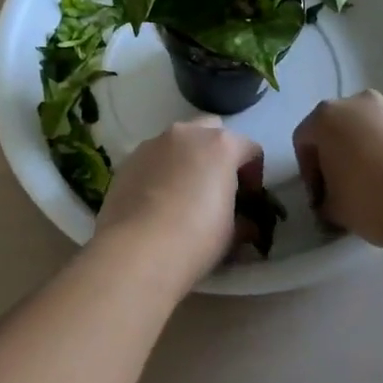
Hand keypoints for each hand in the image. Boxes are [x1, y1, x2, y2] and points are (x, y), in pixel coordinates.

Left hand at [94, 118, 264, 287]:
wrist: (136, 250)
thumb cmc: (195, 239)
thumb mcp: (232, 234)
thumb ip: (242, 220)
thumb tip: (245, 225)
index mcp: (221, 145)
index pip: (250, 149)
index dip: (254, 174)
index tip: (249, 200)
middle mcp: (187, 133)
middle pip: (211, 132)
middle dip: (218, 153)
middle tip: (217, 186)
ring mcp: (154, 143)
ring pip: (178, 142)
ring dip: (187, 159)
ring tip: (183, 194)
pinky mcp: (128, 159)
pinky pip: (153, 158)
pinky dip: (161, 170)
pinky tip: (157, 201)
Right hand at [292, 90, 382, 248]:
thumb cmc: (372, 201)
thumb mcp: (333, 208)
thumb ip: (323, 200)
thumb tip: (329, 201)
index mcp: (327, 117)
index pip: (304, 141)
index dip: (308, 172)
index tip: (320, 199)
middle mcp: (357, 103)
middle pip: (335, 129)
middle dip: (334, 157)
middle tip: (341, 189)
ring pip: (366, 130)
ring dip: (362, 153)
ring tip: (373, 187)